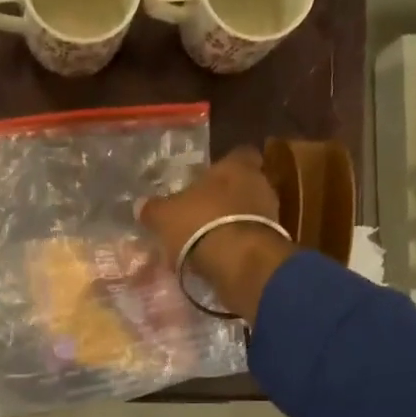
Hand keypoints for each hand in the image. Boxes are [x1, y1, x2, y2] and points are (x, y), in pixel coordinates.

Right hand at [139, 148, 293, 324]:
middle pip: (244, 184)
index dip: (225, 165)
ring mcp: (271, 214)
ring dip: (232, 222)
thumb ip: (154, 209)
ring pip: (250, 212)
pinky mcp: (273, 243)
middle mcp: (260, 184)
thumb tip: (141, 205)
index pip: (239, 154)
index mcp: (236, 167)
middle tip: (203, 211)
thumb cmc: (201, 223)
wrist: (239, 262)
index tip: (210, 177)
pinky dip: (237, 245)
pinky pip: (252, 238)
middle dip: (226, 197)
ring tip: (208, 238)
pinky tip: (219, 257)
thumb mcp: (165, 216)